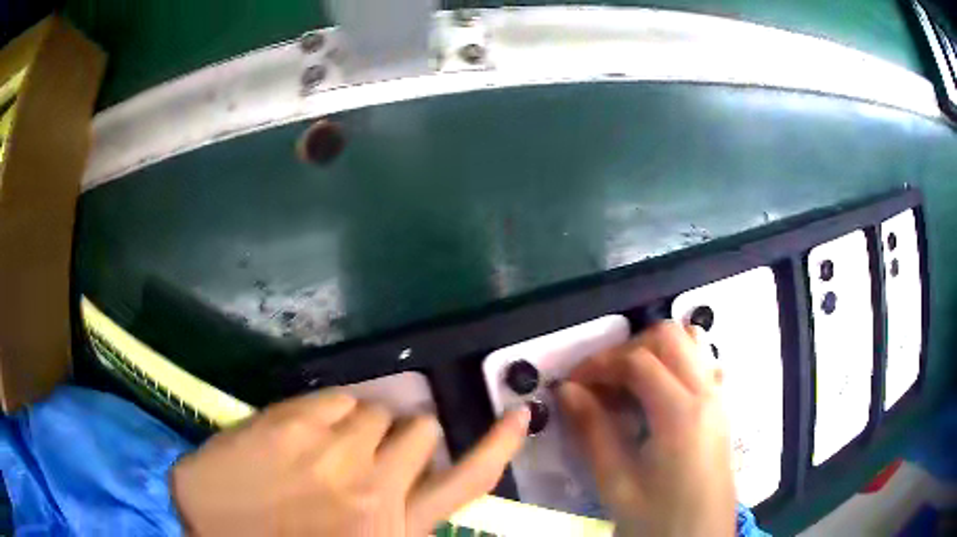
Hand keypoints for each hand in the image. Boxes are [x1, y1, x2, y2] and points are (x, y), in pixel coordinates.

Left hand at [170, 390, 528, 535]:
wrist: (203, 527)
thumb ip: (395, 520)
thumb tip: (416, 485)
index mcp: (393, 527)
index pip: (466, 481)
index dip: (498, 447)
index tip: (521, 415)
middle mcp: (375, 487)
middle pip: (420, 430)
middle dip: (401, 437)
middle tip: (368, 456)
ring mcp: (332, 450)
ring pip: (377, 409)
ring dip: (363, 424)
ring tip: (329, 447)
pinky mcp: (292, 422)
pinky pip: (335, 397)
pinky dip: (329, 411)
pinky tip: (304, 434)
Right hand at [558, 321, 734, 536]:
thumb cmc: (658, 519)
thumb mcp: (617, 483)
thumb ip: (592, 431)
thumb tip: (566, 390)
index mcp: (681, 413)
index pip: (637, 361)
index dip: (599, 364)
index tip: (571, 383)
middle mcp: (706, 393)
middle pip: (668, 337)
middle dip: (627, 349)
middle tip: (600, 381)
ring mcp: (719, 398)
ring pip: (691, 343)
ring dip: (655, 351)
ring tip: (627, 383)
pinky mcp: (722, 409)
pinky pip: (703, 365)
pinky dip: (677, 363)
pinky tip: (658, 394)